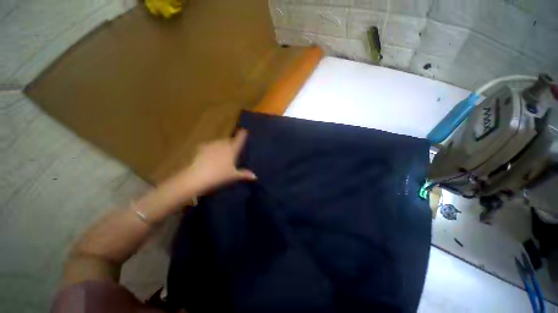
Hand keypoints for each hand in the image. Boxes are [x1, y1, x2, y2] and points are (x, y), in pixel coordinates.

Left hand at [161, 129, 256, 205]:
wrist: (197, 177)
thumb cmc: (219, 176)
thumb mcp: (233, 176)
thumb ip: (244, 174)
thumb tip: (255, 176)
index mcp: (232, 150)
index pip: (239, 139)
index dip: (242, 135)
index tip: (244, 130)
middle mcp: (222, 145)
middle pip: (229, 140)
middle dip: (231, 143)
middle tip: (233, 149)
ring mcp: (211, 145)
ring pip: (219, 142)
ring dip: (222, 145)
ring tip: (222, 153)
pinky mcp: (201, 148)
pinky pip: (209, 146)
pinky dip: (212, 149)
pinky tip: (210, 156)